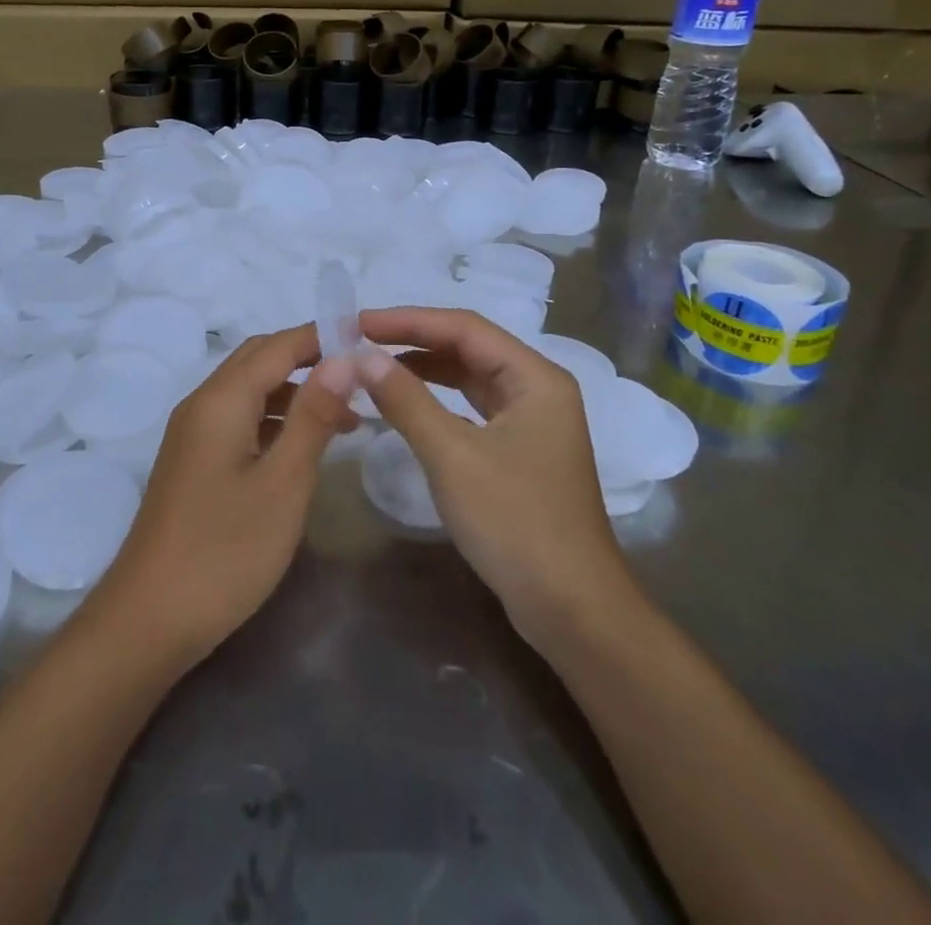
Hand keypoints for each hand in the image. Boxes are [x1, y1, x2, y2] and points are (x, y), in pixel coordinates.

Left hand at [96, 326, 357, 668]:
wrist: (148, 620)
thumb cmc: (224, 551)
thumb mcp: (283, 483)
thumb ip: (313, 416)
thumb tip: (343, 358)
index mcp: (221, 400)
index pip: (278, 345)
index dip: (322, 336)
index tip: (369, 339)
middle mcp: (201, 405)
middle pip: (258, 359)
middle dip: (308, 358)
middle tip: (360, 375)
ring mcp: (192, 434)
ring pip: (248, 390)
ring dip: (294, 391)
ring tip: (346, 417)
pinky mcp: (192, 462)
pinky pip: (238, 419)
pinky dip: (274, 418)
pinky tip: (302, 446)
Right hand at [357, 308, 642, 652]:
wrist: (571, 610)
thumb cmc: (516, 522)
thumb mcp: (453, 456)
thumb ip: (406, 400)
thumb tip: (362, 357)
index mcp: (535, 377)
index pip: (464, 327)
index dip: (408, 320)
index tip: (358, 322)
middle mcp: (537, 389)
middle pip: (468, 348)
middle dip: (414, 342)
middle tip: (360, 342)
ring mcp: (530, 422)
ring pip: (469, 378)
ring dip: (423, 370)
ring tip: (373, 367)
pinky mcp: (519, 451)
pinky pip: (471, 409)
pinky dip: (436, 401)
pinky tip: (405, 404)